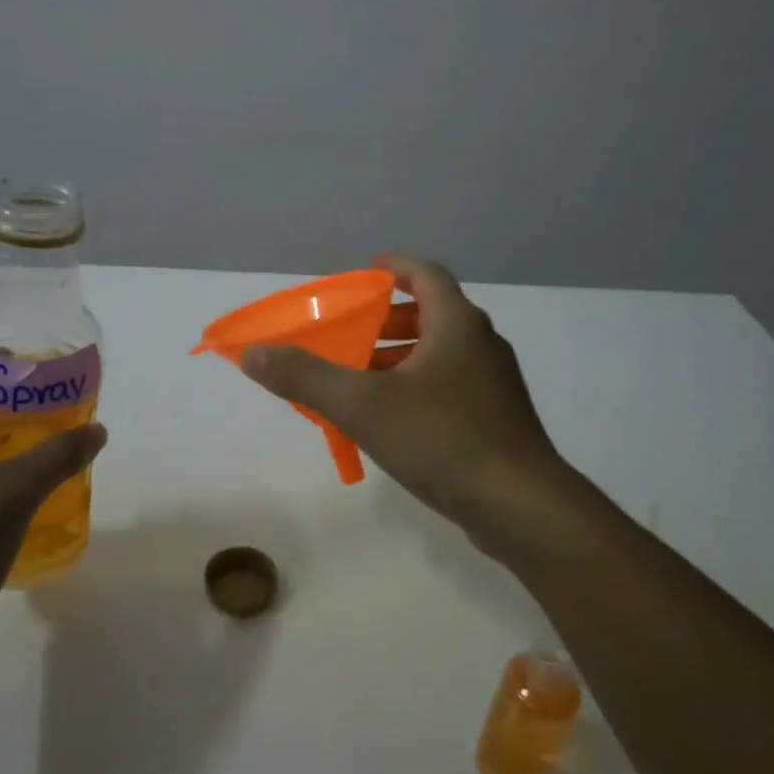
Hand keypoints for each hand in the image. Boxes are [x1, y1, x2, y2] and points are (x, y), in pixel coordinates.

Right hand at [239, 254, 570, 548]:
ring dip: (398, 359)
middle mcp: (480, 345)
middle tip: (349, 336)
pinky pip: (448, 388)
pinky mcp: (496, 420)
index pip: (425, 275)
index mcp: (456, 324)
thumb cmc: (442, 440)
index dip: (393, 267)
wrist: (520, 506)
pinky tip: (390, 422)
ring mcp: (493, 384)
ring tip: (359, 380)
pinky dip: (416, 389)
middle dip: (386, 322)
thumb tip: (253, 353)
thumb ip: (306, 377)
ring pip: (439, 355)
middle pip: (430, 315)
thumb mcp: (363, 405)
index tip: (364, 272)